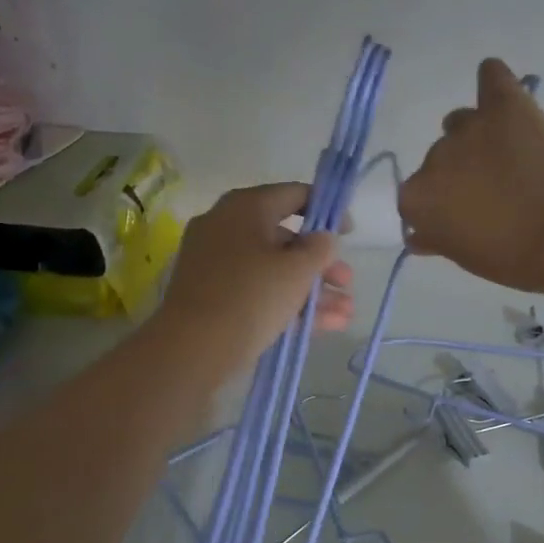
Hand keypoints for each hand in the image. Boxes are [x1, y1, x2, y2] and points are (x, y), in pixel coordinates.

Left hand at [154, 183, 354, 376]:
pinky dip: (288, 303)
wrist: (193, 348)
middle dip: (322, 263)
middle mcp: (226, 227)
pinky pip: (257, 290)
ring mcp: (216, 262)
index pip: (293, 194)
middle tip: (347, 282)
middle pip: (285, 238)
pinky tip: (324, 326)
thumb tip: (322, 238)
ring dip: (312, 290)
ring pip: (274, 269)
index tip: (349, 232)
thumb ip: (320, 248)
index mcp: (244, 207)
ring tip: (344, 313)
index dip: (327, 210)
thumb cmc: (252, 296)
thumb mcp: (297, 270)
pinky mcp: (213, 295)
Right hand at [399, 58, 543, 293]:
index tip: (463, 216)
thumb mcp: (465, 257)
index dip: (441, 206)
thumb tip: (419, 235)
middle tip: (494, 191)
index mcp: (417, 199)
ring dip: (475, 135)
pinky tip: (500, 90)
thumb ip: (437, 240)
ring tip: (506, 154)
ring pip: (460, 122)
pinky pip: (491, 77)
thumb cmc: (514, 258)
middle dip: (460, 173)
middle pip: (439, 160)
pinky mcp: (504, 104)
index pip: (417, 198)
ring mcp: (468, 127)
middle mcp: (433, 158)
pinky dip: (493, 82)